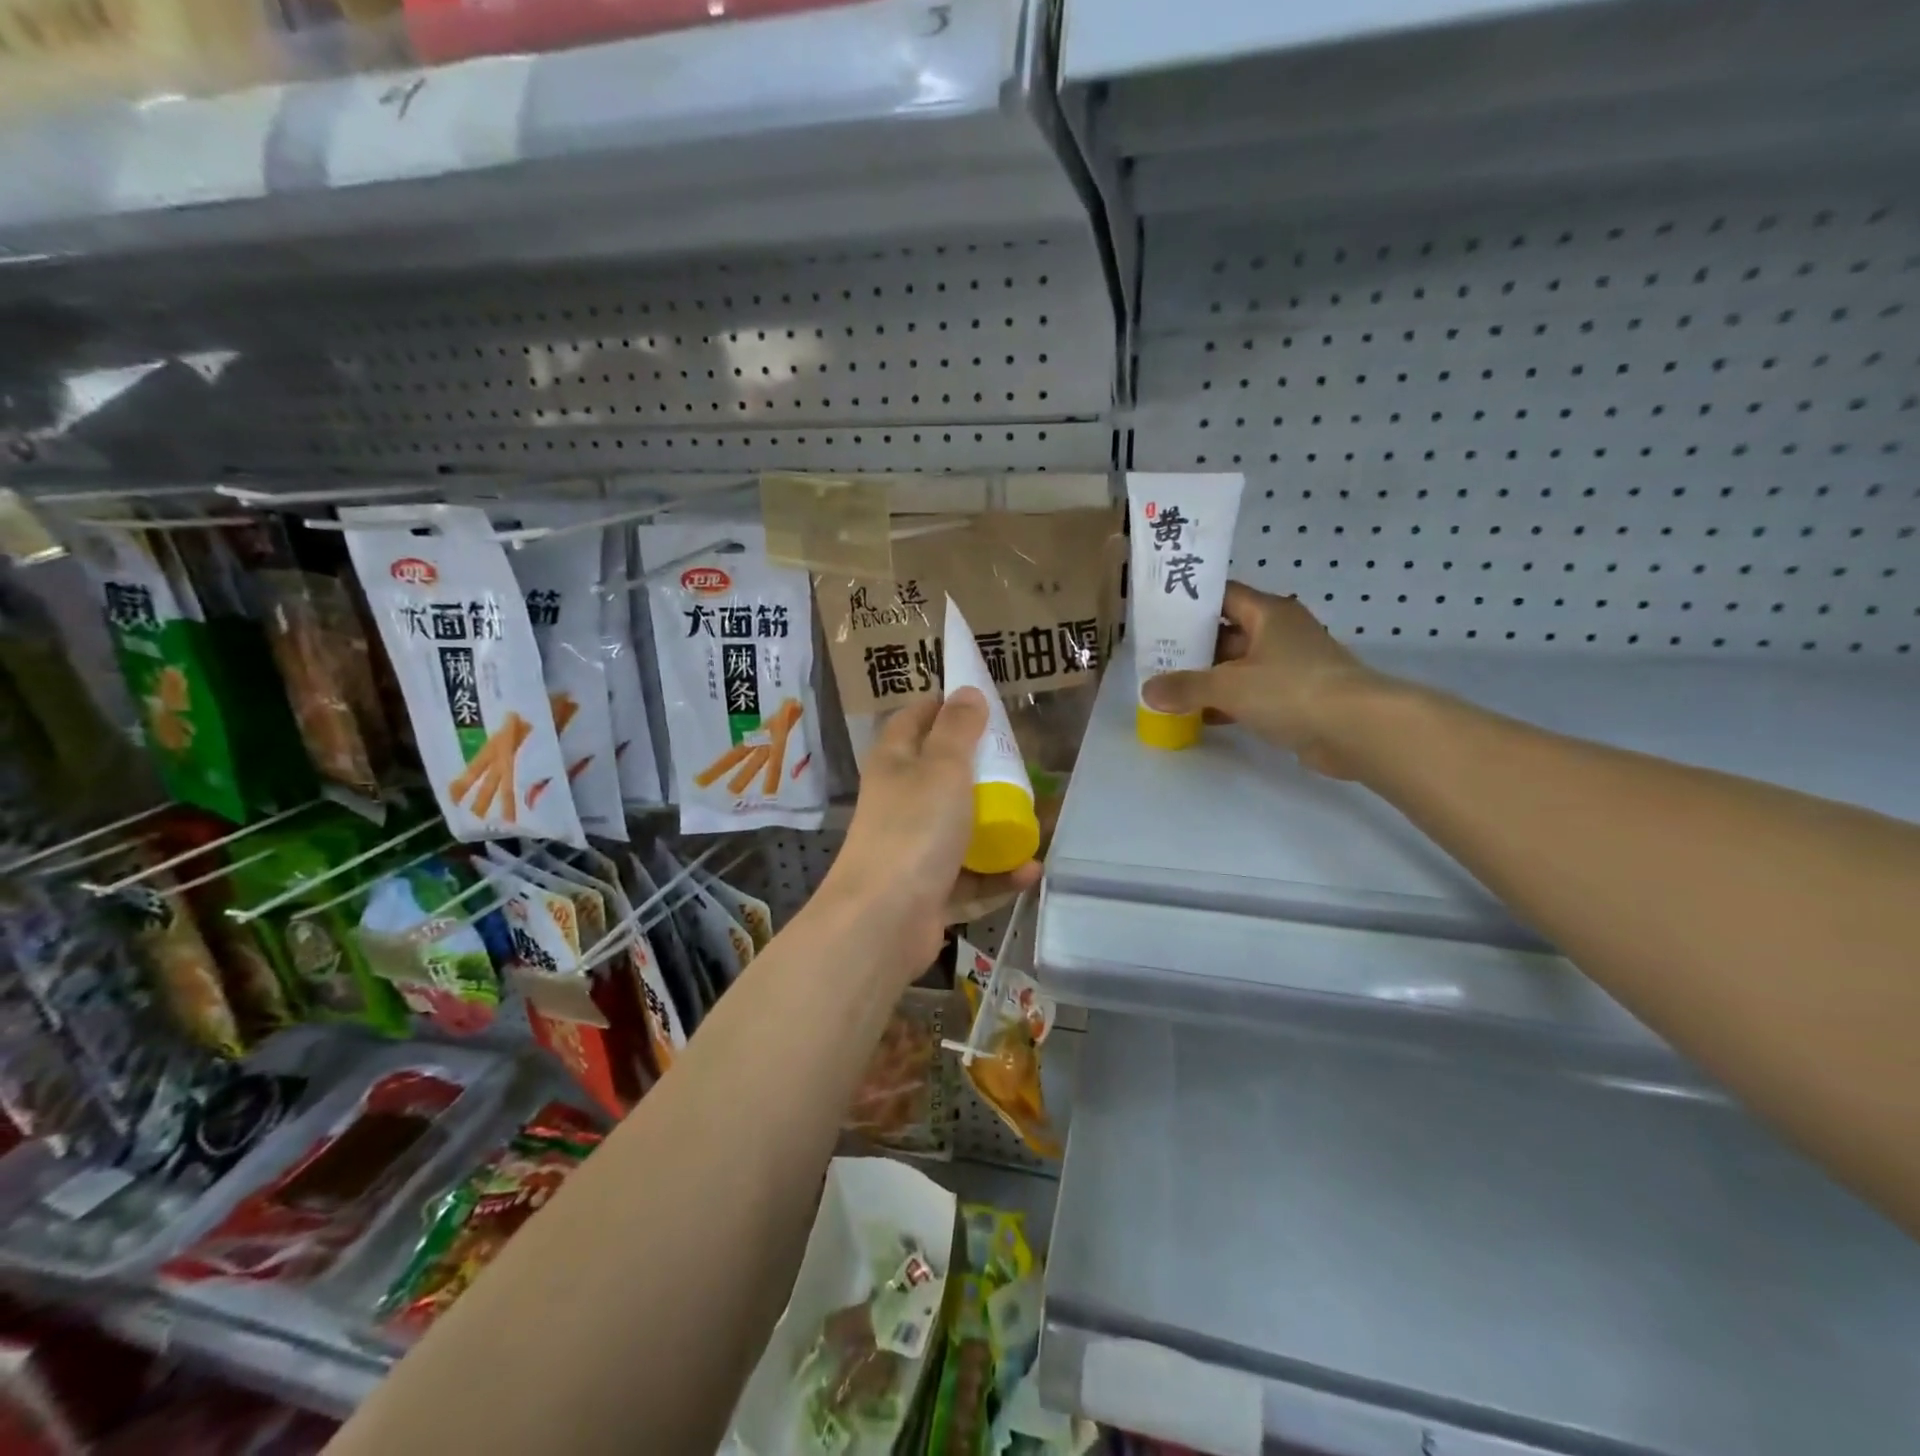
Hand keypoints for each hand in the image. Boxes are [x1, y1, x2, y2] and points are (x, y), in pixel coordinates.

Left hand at [820, 689, 1042, 976]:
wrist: (884, 919)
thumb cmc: (914, 828)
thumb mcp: (943, 767)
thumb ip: (958, 729)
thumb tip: (966, 691)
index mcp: (894, 763)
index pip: (913, 720)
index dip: (941, 706)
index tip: (977, 702)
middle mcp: (899, 802)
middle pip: (940, 776)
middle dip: (980, 770)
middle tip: (1019, 763)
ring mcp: (912, 848)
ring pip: (959, 829)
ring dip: (996, 828)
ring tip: (1035, 822)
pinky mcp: (928, 889)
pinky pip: (969, 877)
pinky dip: (997, 875)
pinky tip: (1029, 871)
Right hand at [1140, 584, 1385, 778]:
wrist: (1357, 730)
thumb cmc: (1291, 690)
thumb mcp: (1229, 686)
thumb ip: (1185, 687)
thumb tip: (1147, 692)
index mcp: (1269, 613)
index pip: (1223, 595)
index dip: (1191, 602)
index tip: (1159, 615)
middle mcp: (1280, 633)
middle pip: (1227, 632)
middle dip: (1192, 646)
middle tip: (1155, 658)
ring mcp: (1290, 666)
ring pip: (1239, 666)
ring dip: (1208, 678)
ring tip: (1168, 689)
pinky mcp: (1296, 698)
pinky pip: (1252, 693)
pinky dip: (1227, 702)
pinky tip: (1199, 716)